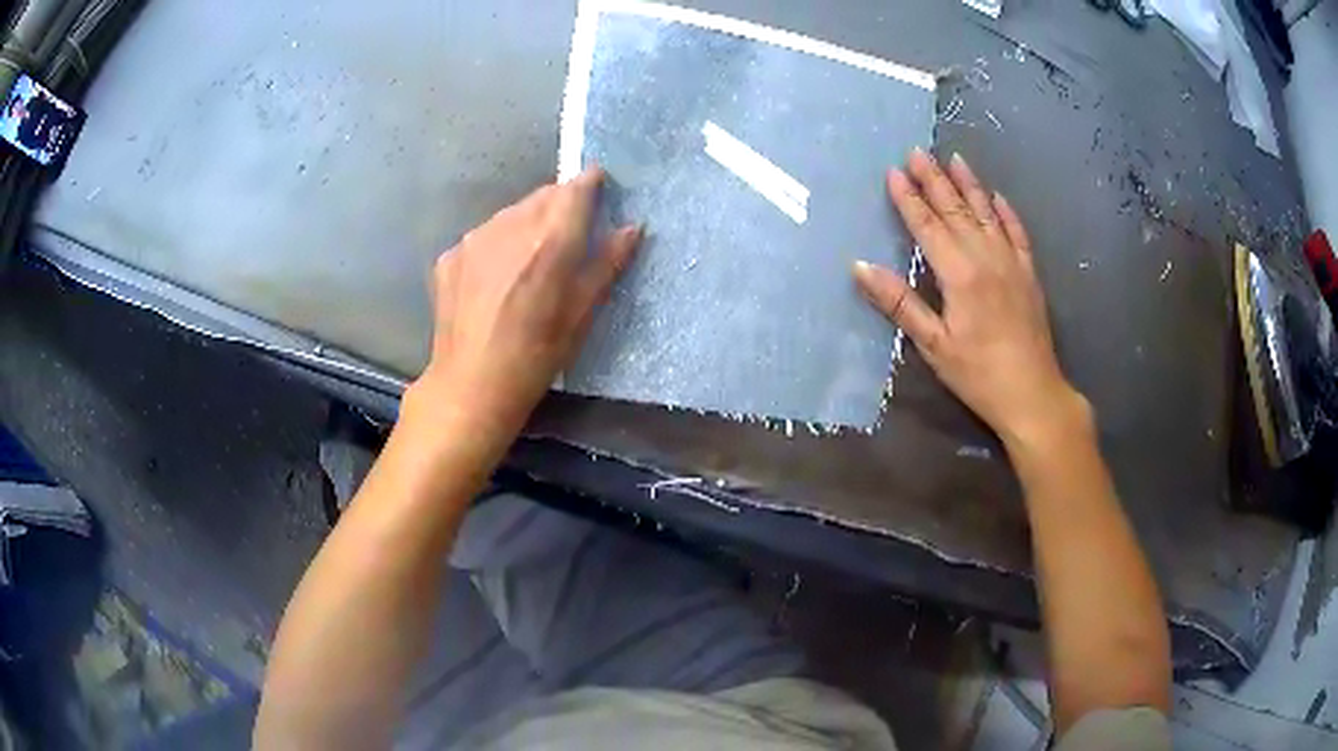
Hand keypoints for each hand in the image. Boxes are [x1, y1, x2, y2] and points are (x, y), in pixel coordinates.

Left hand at [414, 167, 641, 439]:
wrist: (471, 384)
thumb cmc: (537, 355)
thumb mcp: (582, 314)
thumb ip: (608, 263)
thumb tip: (633, 227)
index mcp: (550, 240)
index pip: (575, 188)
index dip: (590, 183)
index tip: (600, 187)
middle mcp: (509, 226)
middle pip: (542, 196)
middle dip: (559, 205)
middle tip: (569, 234)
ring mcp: (474, 239)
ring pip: (510, 213)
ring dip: (526, 223)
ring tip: (529, 262)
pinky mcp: (449, 255)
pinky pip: (483, 236)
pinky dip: (496, 245)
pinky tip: (495, 280)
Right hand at [854, 150, 1084, 447]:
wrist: (1032, 394)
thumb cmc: (978, 374)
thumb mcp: (933, 345)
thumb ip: (899, 303)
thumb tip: (860, 267)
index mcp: (959, 273)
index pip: (928, 226)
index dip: (908, 198)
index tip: (892, 172)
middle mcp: (986, 257)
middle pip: (956, 210)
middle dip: (934, 180)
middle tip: (917, 152)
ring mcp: (1012, 263)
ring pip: (987, 213)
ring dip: (969, 184)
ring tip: (954, 158)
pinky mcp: (1029, 274)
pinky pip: (1017, 233)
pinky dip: (1006, 212)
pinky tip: (997, 197)